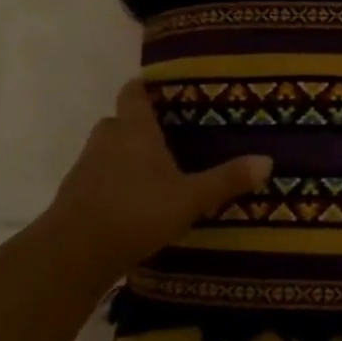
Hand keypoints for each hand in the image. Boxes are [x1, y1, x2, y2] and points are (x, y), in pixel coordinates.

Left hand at [46, 81, 271, 269]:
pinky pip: (96, 178)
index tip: (163, 88)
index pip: (133, 93)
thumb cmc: (137, 212)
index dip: (145, 87)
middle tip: (166, 135)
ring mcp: (85, 168)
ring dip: (123, 155)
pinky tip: (133, 201)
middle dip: (137, 125)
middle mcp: (107, 141)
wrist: (73, 254)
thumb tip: (268, 160)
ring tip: (153, 170)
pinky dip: (112, 182)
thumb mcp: (191, 198)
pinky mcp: (73, 196)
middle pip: (118, 120)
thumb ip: (227, 179)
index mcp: (135, 131)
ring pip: (105, 150)